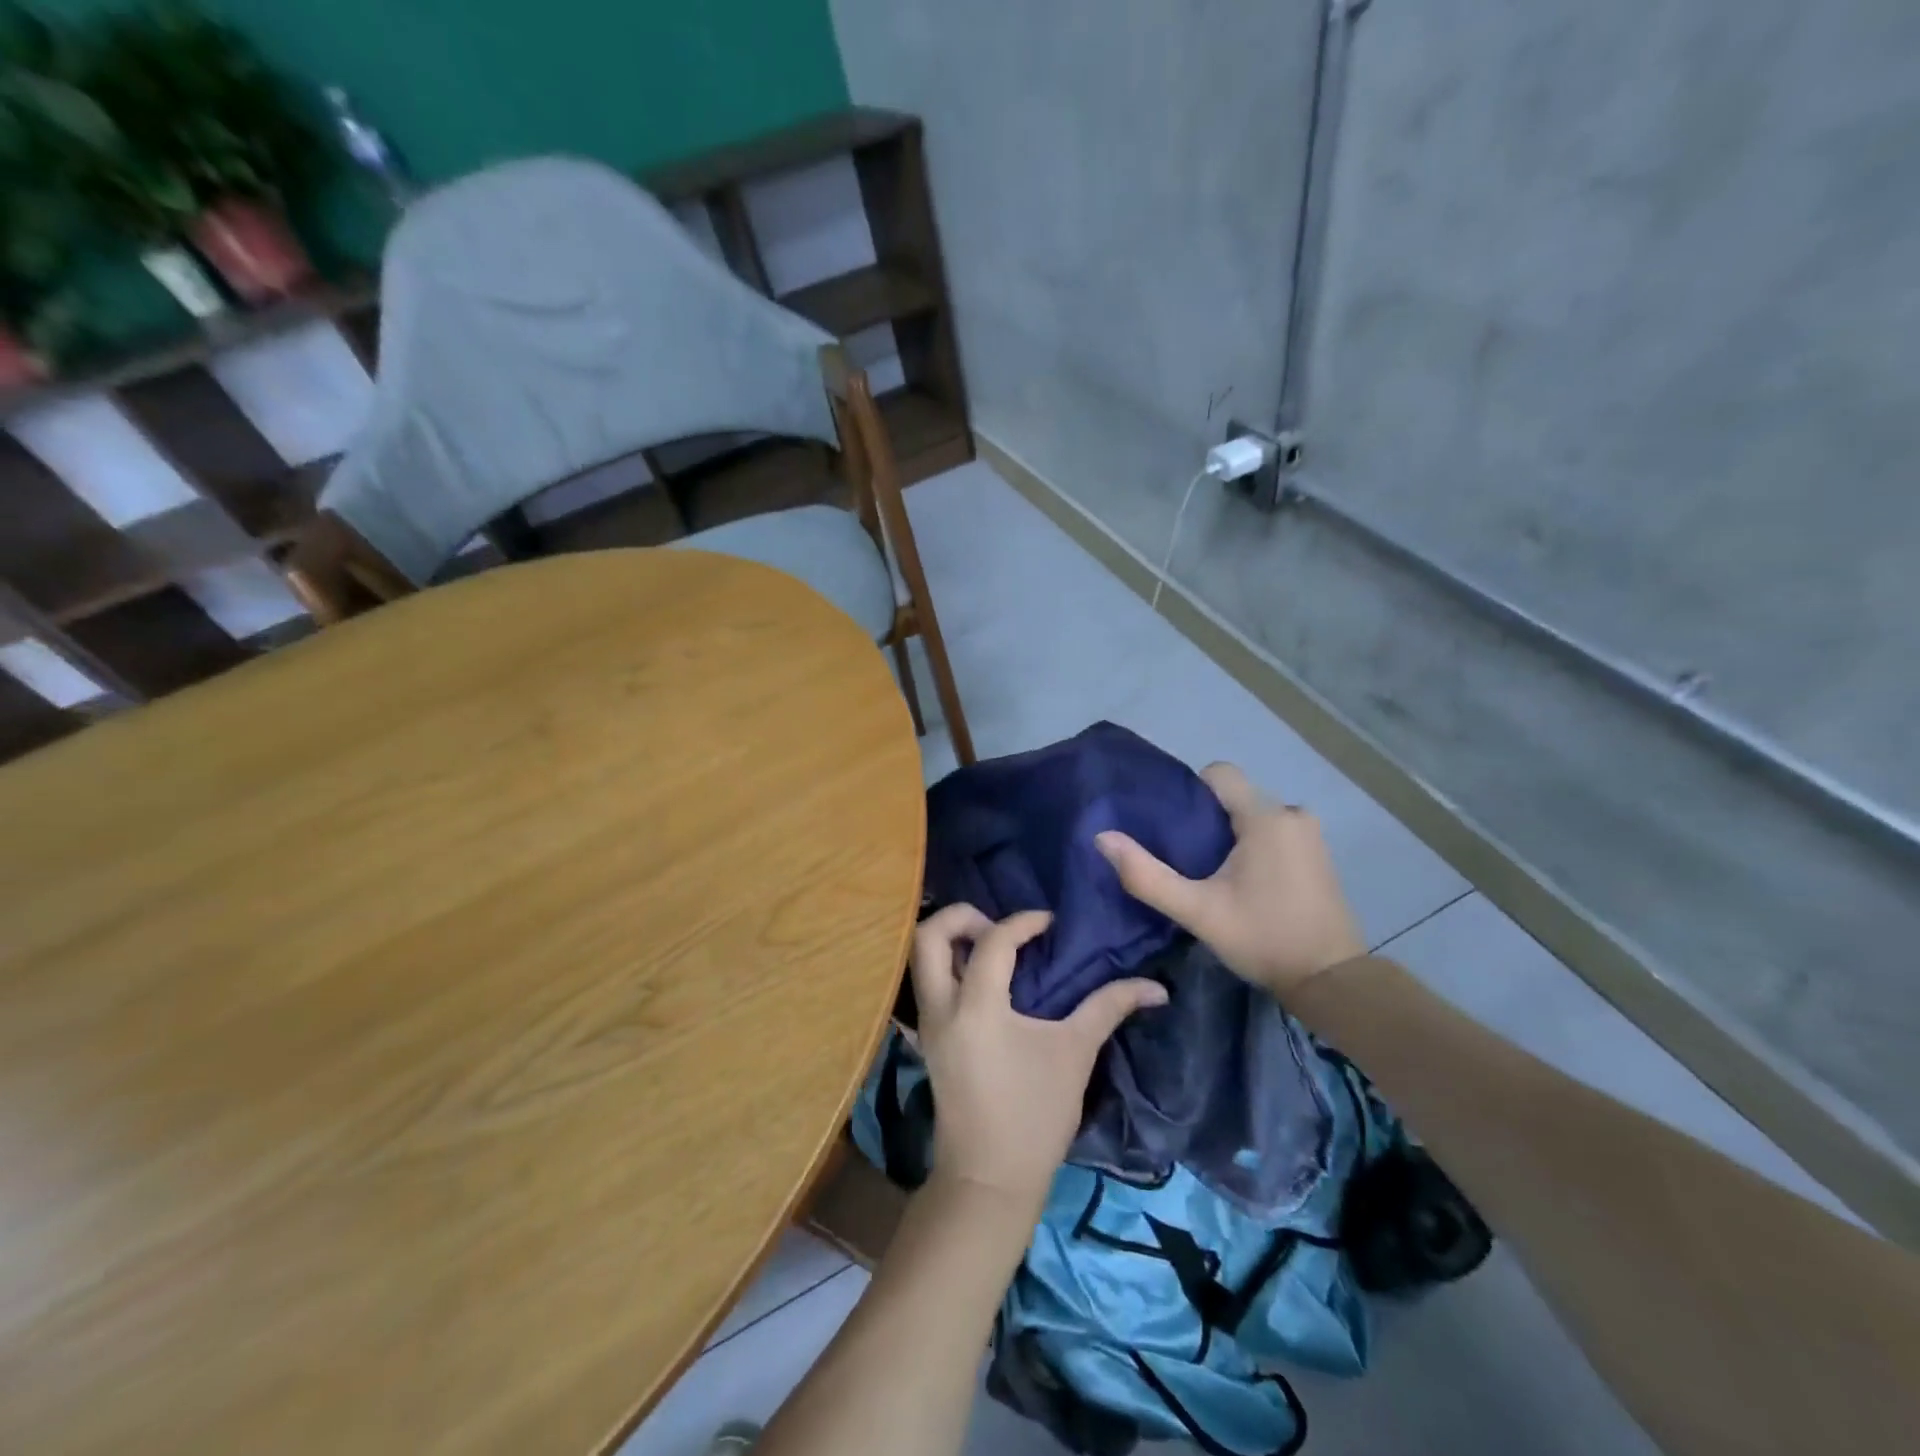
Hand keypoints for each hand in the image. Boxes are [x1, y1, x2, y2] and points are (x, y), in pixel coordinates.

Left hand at [910, 905, 1166, 1214]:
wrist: (989, 1179)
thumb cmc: (1035, 1116)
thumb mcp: (1075, 1054)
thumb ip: (1109, 1007)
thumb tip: (1155, 987)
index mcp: (977, 1007)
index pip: (993, 941)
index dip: (1024, 922)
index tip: (1051, 924)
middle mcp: (941, 1007)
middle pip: (929, 934)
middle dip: (963, 917)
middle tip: (1001, 928)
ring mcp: (927, 1022)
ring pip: (920, 957)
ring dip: (952, 939)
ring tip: (994, 948)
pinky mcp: (927, 1038)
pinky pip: (927, 982)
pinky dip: (949, 964)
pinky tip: (985, 978)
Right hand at [1095, 762, 1365, 998]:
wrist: (1331, 981)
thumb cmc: (1263, 939)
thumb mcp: (1197, 912)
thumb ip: (1147, 875)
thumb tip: (1102, 837)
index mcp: (1266, 818)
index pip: (1219, 773)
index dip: (1190, 792)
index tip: (1173, 828)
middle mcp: (1292, 814)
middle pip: (1234, 797)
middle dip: (1207, 820)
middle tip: (1185, 858)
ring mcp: (1310, 835)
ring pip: (1253, 815)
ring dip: (1230, 835)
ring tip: (1210, 873)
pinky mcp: (1318, 855)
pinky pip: (1273, 832)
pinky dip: (1252, 846)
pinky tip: (1242, 883)